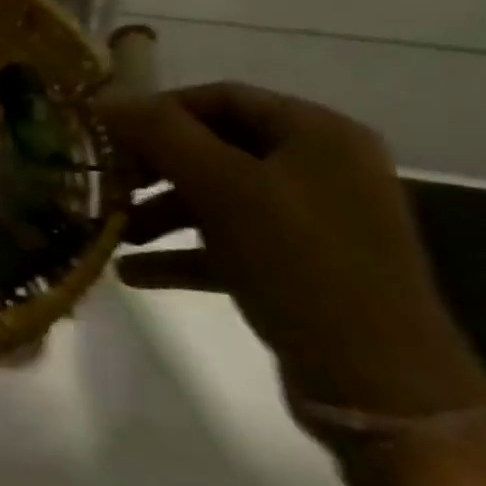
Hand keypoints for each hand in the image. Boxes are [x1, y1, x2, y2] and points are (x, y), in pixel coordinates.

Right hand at [100, 82, 485, 422]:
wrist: (381, 388)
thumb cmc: (302, 264)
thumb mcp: (224, 188)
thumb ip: (161, 134)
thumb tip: (104, 97)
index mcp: (318, 134)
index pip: (222, 96)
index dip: (160, 109)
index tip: (109, 133)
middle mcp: (320, 168)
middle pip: (216, 146)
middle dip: (155, 165)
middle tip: (109, 181)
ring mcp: (314, 221)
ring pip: (218, 197)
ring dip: (161, 211)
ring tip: (116, 232)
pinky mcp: (301, 269)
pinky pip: (229, 244)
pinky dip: (183, 252)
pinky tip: (133, 272)